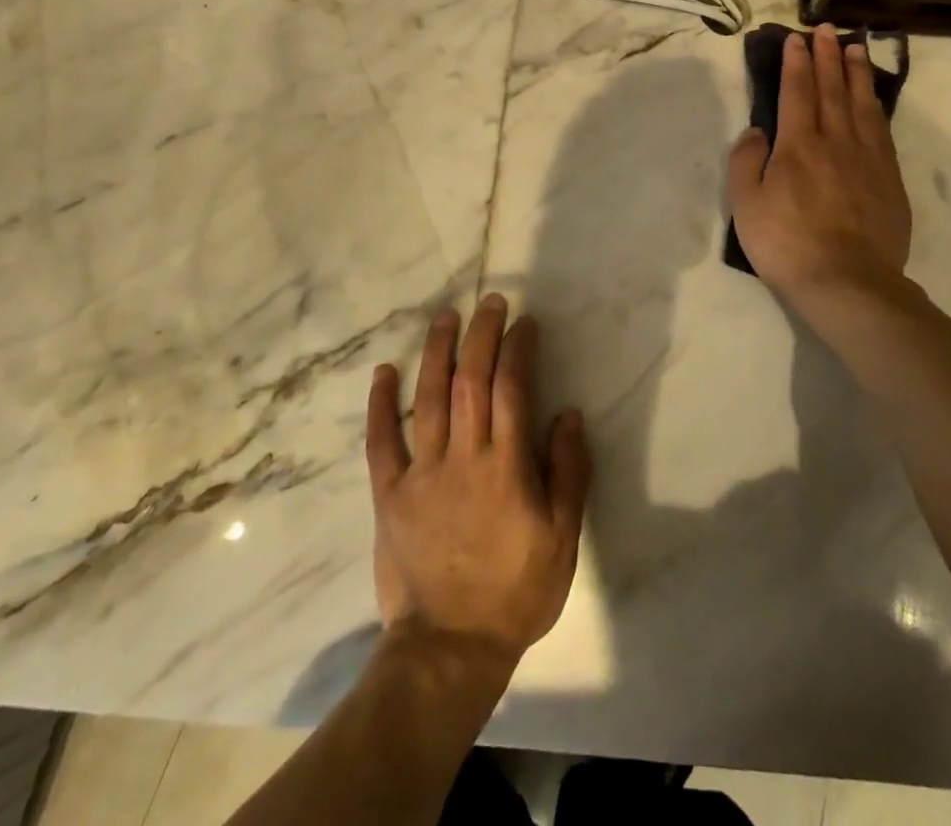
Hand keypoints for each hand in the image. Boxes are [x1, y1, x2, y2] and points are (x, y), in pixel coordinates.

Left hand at [365, 295, 590, 670]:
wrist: (449, 647)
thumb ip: (569, 472)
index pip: (512, 389)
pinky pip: (381, 441)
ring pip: (428, 398)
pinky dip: (381, 404)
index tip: (524, 323)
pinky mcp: (389, 494)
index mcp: (506, 466)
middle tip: (489, 302)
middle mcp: (463, 457)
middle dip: (481, 335)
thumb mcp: (562, 537)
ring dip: (437, 351)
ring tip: (445, 316)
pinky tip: (384, 371)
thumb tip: (569, 415)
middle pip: (470, 380)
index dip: (518, 349)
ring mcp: (422, 473)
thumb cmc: (516, 590)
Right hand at [727, 25, 912, 304]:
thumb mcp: (745, 205)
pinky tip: (873, 98)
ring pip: (862, 104)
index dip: (795, 63)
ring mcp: (868, 158)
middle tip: (826, 29)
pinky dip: (876, 106)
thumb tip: (757, 131)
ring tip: (855, 47)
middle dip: (827, 56)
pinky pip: (882, 130)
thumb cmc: (787, 244)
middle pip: (831, 89)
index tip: (796, 38)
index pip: (796, 92)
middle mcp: (835, 141)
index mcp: (798, 145)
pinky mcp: (889, 179)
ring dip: (856, 73)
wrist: (848, 282)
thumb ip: (745, 162)